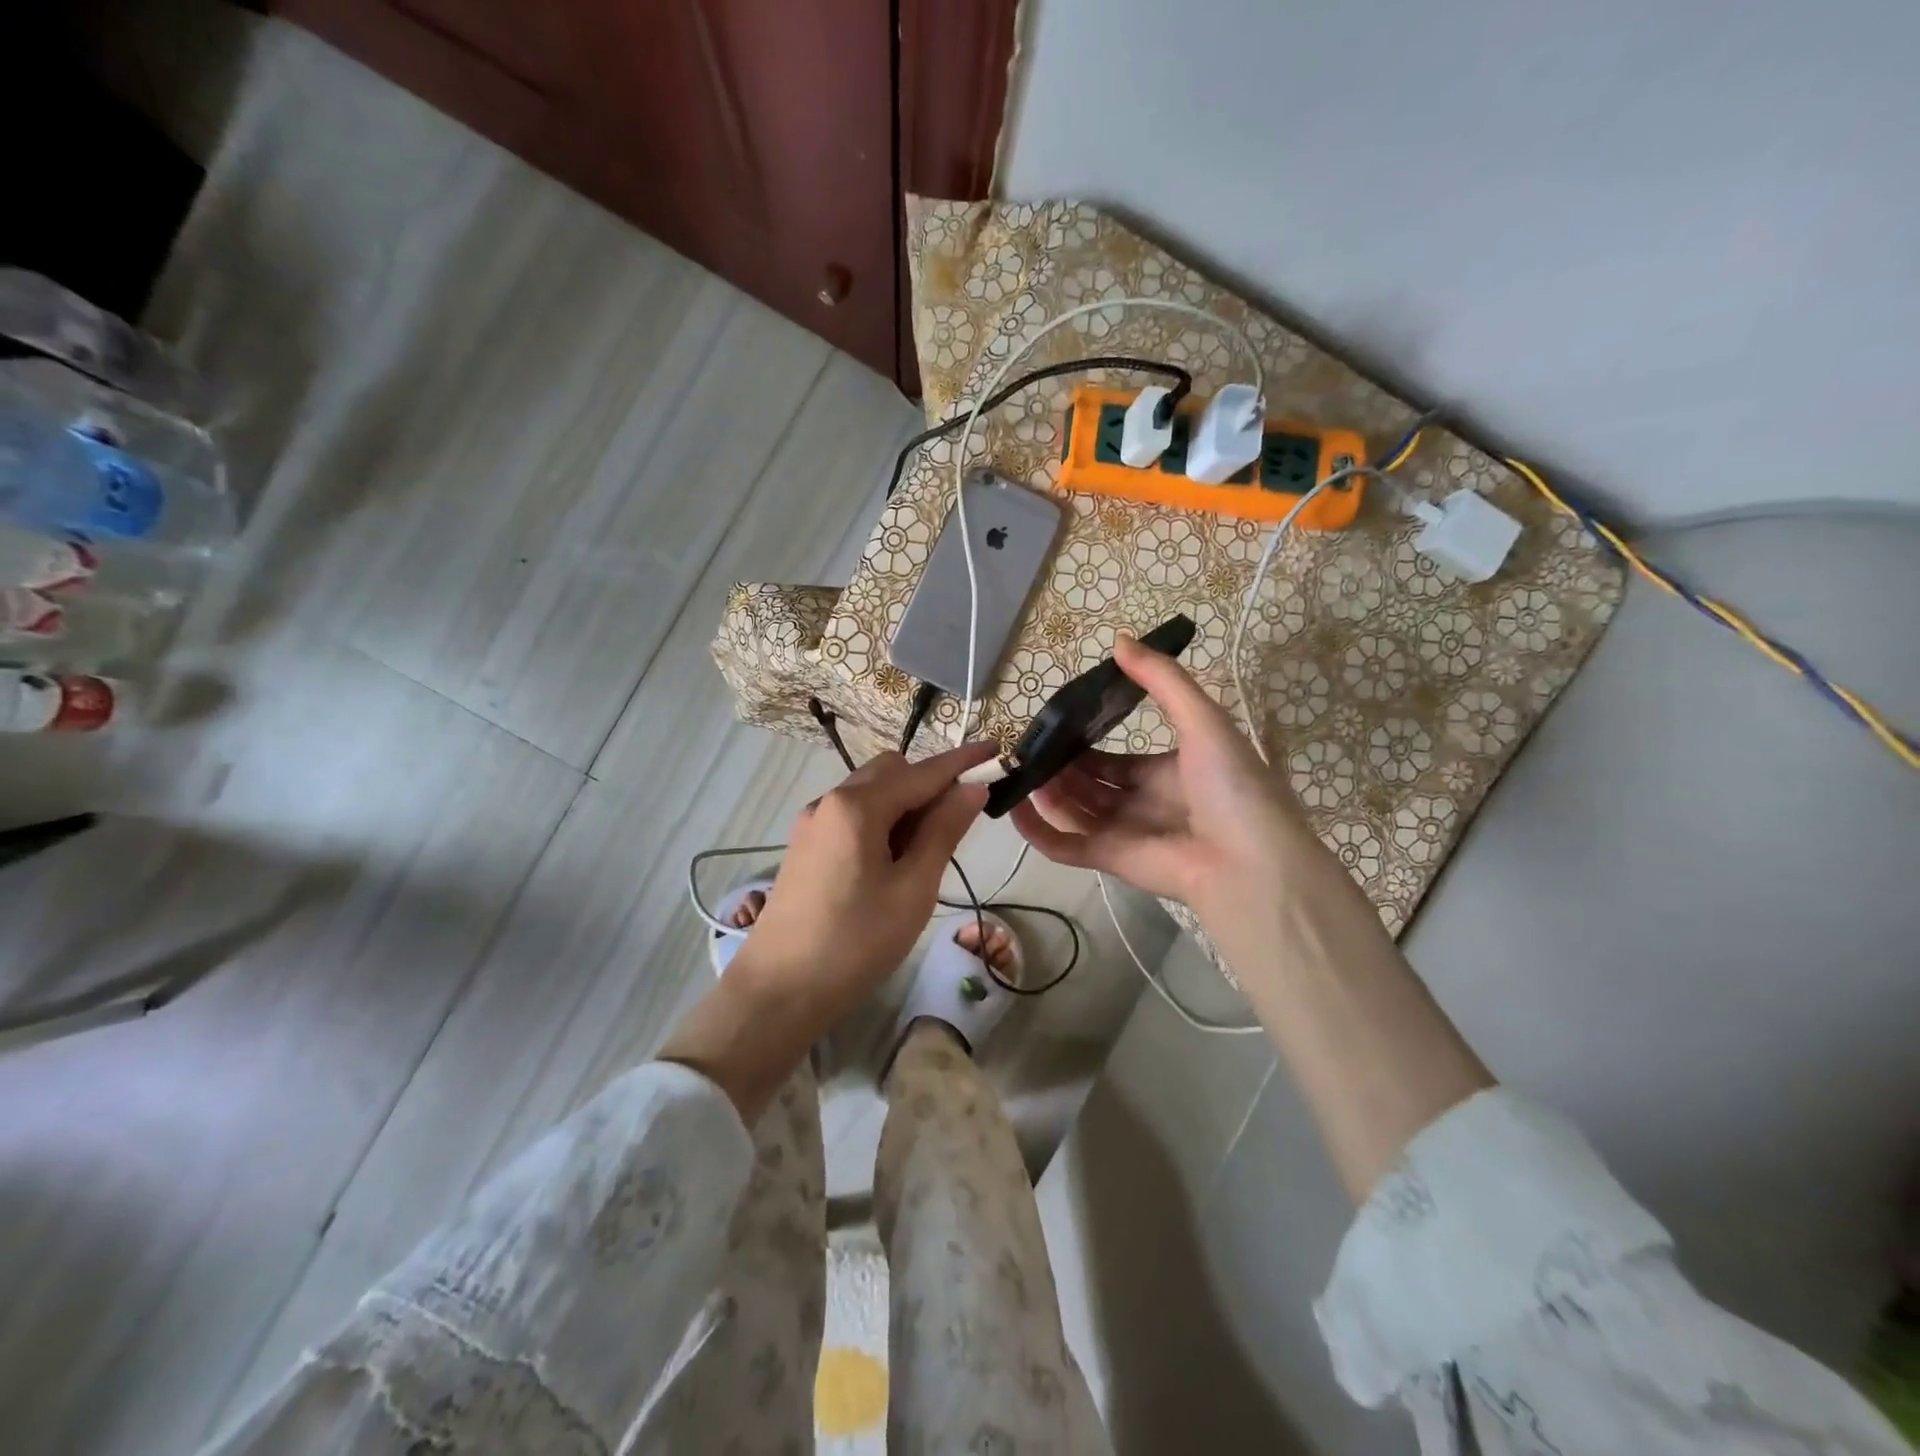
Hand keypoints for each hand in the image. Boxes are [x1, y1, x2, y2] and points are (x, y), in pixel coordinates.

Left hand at [734, 742, 995, 1024]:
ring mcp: (813, 822)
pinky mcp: (806, 845)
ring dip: (905, 805)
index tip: (997, 749)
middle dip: (929, 784)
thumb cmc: (855, 942)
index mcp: (857, 806)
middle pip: (891, 771)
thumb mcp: (913, 889)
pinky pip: (852, 815)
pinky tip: (893, 862)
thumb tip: (972, 787)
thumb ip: (943, 831)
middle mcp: (830, 801)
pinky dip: (881, 821)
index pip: (923, 772)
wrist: (779, 991)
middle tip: (959, 823)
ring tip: (927, 852)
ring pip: (870, 792)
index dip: (963, 761)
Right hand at [1010, 636, 1318, 925]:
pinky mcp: (1110, 860)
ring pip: (1073, 811)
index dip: (1085, 742)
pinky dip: (1038, 831)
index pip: (1116, 759)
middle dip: (1059, 767)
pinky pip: (1065, 846)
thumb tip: (1119, 638)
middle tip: (1026, 747)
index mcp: (1167, 772)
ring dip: (1045, 792)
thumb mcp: (1203, 720)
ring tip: (1016, 769)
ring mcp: (1125, 833)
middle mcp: (1143, 802)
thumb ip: (1161, 681)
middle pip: (1090, 784)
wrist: (1251, 863)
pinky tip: (1014, 808)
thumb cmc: (1231, 786)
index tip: (1054, 724)